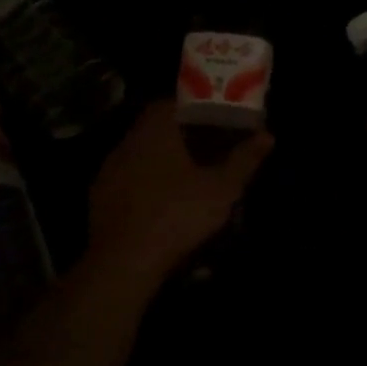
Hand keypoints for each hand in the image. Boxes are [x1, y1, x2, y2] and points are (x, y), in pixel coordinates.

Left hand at [85, 100, 271, 283]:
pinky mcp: (99, 199)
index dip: (191, 107)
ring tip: (185, 176)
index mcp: (154, 132)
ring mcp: (108, 172)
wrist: (124, 262)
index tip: (211, 117)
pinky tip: (160, 202)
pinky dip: (143, 185)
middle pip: (153, 128)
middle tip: (205, 147)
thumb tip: (268, 136)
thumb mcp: (222, 188)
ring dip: (159, 161)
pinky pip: (126, 181)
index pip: (169, 103)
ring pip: (138, 155)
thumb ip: (244, 159)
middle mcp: (126, 144)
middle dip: (178, 135)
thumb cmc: (178, 214)